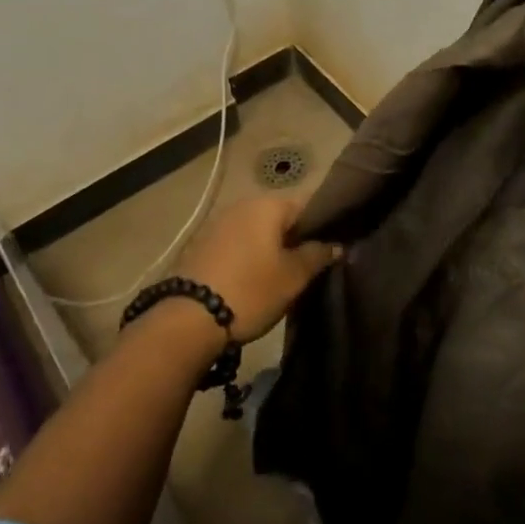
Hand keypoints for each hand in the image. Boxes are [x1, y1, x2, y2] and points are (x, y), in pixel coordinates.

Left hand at [176, 196, 338, 341]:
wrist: (188, 319)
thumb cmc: (250, 291)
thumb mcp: (293, 277)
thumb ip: (317, 255)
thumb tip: (336, 244)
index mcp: (268, 205)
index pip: (308, 204)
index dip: (324, 224)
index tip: (333, 246)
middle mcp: (242, 205)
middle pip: (280, 217)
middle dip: (296, 237)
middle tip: (310, 266)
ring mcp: (218, 223)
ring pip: (257, 230)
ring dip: (271, 248)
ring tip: (283, 276)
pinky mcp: (201, 244)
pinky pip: (237, 243)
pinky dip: (249, 255)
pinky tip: (254, 279)